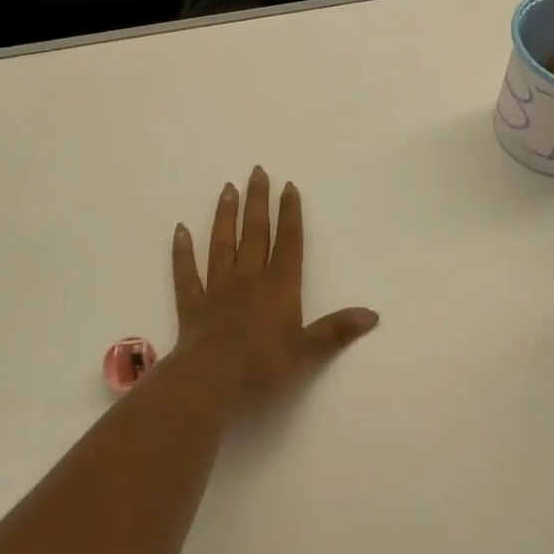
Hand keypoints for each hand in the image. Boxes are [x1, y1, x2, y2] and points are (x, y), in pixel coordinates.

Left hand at [170, 167, 378, 414]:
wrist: (210, 382)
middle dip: (258, 201)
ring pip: (222, 244)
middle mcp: (249, 278)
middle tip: (257, 171)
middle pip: (255, 233)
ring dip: (226, 215)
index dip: (290, 213)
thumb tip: (372, 314)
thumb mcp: (308, 353)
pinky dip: (182, 252)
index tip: (288, 186)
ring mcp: (217, 289)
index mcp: (279, 286)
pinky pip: (186, 273)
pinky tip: (180, 230)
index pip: (288, 242)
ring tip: (228, 188)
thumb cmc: (263, 367)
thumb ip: (337, 330)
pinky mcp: (192, 305)